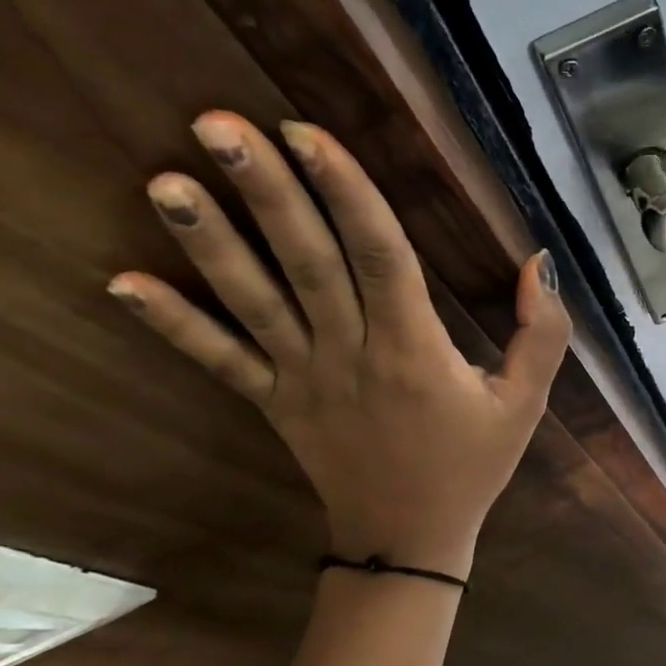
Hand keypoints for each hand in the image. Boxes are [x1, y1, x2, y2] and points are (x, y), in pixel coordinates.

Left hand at [108, 111, 569, 579]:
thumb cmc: (471, 465)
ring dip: (210, 243)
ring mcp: (302, 380)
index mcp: (414, 350)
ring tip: (165, 181)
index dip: (345, 192)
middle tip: (218, 124)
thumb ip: (543, 334)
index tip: (307, 133)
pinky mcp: (273, 403)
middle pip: (308, 263)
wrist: (408, 540)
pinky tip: (122, 283)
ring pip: (254, 303)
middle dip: (267, 192)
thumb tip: (537, 261)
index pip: (379, 256)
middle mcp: (350, 354)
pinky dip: (173, 324)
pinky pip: (219, 362)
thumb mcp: (526, 403)